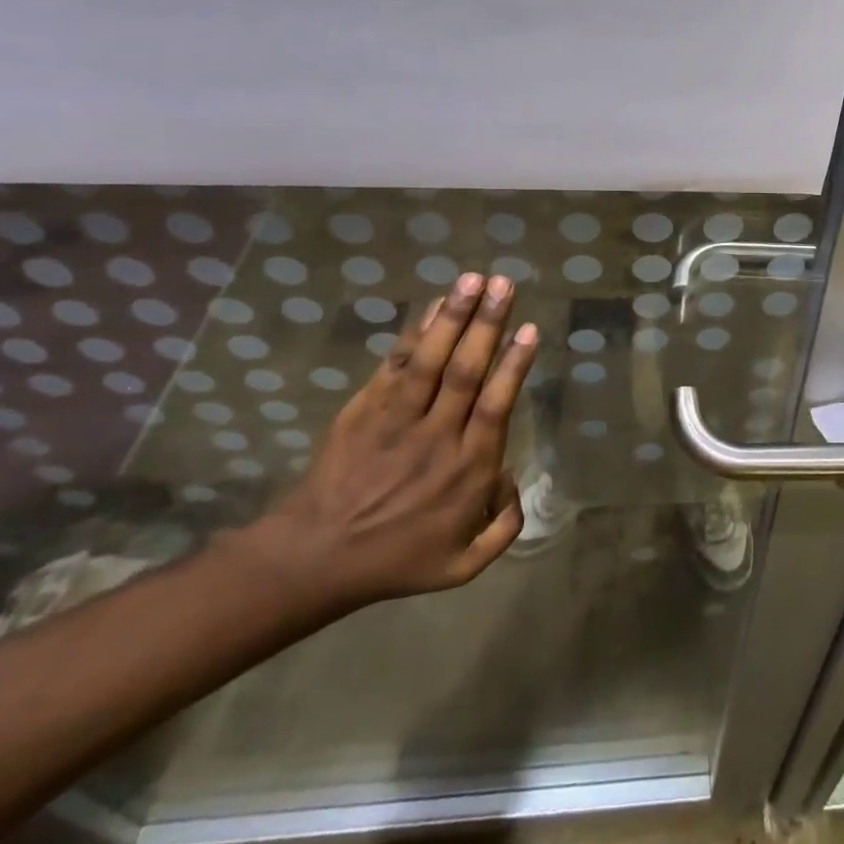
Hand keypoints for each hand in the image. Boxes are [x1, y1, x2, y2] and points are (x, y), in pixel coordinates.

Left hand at [235, 272, 536, 617]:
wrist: (314, 557)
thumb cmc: (395, 558)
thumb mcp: (462, 565)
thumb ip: (504, 525)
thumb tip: (515, 480)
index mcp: (467, 470)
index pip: (495, 407)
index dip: (513, 366)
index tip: (529, 329)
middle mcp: (437, 437)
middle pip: (467, 372)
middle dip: (488, 324)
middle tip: (504, 284)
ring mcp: (397, 420)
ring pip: (431, 360)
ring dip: (454, 316)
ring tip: (473, 279)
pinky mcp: (366, 409)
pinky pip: (395, 364)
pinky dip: (416, 332)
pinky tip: (434, 305)